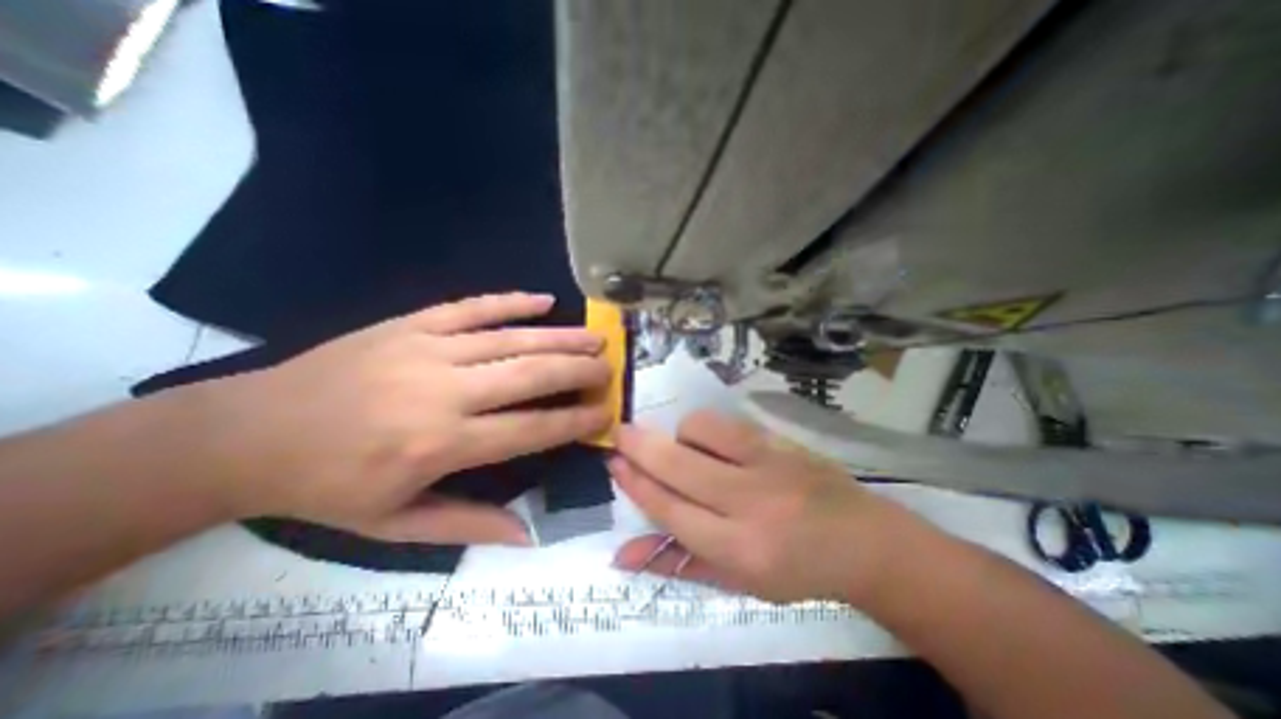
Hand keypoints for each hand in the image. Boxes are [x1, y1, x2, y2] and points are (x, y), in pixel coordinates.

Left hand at [202, 291, 612, 543]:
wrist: (248, 433)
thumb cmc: (328, 486)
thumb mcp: (394, 524)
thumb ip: (467, 525)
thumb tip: (528, 534)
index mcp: (440, 444)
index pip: (530, 429)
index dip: (574, 420)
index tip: (605, 413)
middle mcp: (443, 392)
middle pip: (530, 375)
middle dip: (578, 371)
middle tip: (609, 368)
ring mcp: (427, 349)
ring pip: (511, 339)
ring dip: (560, 337)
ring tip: (595, 337)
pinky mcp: (410, 324)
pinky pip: (472, 307)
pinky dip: (511, 301)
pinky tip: (543, 300)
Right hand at [606, 412, 921, 602]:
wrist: (862, 541)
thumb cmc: (794, 570)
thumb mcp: (736, 582)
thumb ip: (677, 565)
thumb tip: (622, 555)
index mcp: (738, 551)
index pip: (670, 510)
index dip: (636, 484)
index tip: (614, 462)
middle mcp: (749, 504)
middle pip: (678, 466)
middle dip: (640, 446)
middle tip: (619, 432)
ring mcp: (766, 465)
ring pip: (700, 432)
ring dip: (678, 435)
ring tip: (682, 448)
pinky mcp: (779, 442)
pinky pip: (724, 422)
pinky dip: (703, 428)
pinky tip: (706, 440)